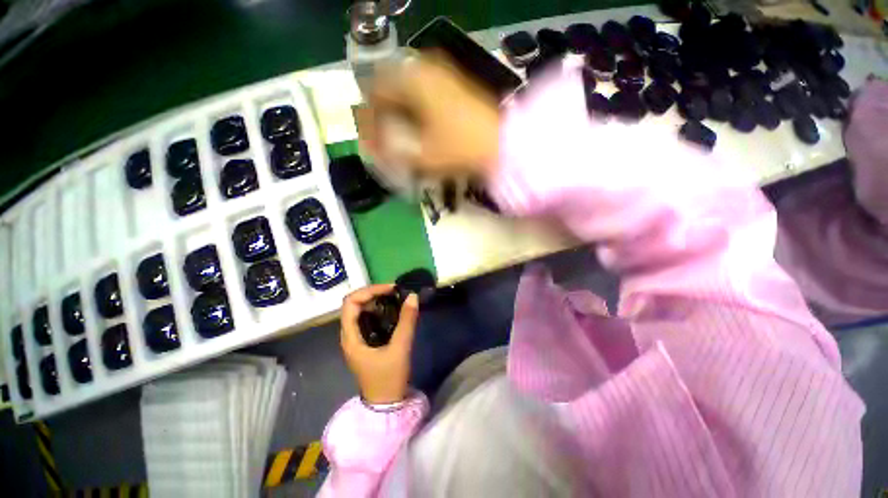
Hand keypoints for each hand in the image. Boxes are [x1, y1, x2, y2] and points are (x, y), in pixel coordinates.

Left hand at [340, 284, 419, 404]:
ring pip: (361, 310)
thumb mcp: (400, 348)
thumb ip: (407, 321)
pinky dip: (380, 310)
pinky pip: (369, 318)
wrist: (386, 405)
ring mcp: (357, 338)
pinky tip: (394, 310)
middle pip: (355, 303)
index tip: (390, 289)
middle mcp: (349, 334)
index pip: (350, 303)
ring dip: (377, 301)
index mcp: (351, 337)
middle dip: (374, 293)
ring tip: (396, 298)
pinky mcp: (365, 341)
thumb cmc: (389, 379)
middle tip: (395, 292)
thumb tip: (412, 296)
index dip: (369, 291)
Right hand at [356, 53, 501, 177]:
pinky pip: (423, 94)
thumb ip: (392, 152)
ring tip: (400, 138)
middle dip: (383, 116)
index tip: (371, 139)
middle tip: (384, 140)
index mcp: (412, 79)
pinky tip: (419, 130)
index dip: (369, 118)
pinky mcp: (454, 86)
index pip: (375, 91)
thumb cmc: (460, 148)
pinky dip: (415, 111)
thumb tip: (372, 149)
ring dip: (399, 114)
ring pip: (407, 91)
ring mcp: (442, 75)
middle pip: (390, 89)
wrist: (502, 144)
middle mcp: (425, 68)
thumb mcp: (422, 155)